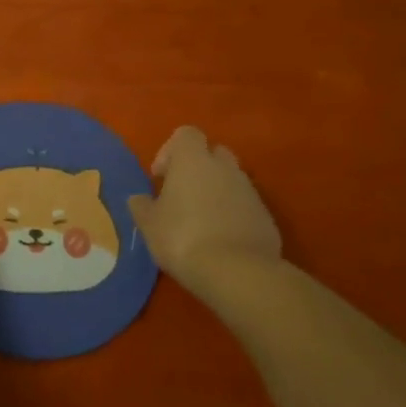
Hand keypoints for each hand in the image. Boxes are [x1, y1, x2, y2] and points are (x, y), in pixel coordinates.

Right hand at [128, 126, 281, 296]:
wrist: (237, 272)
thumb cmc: (183, 238)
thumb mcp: (149, 225)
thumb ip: (142, 206)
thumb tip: (139, 199)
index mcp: (193, 160)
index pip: (186, 134)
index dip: (170, 151)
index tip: (161, 178)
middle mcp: (225, 167)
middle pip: (213, 152)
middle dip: (199, 168)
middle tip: (182, 195)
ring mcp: (250, 191)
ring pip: (231, 180)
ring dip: (216, 193)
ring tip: (201, 223)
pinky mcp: (266, 217)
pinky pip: (245, 206)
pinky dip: (233, 215)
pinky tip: (221, 240)